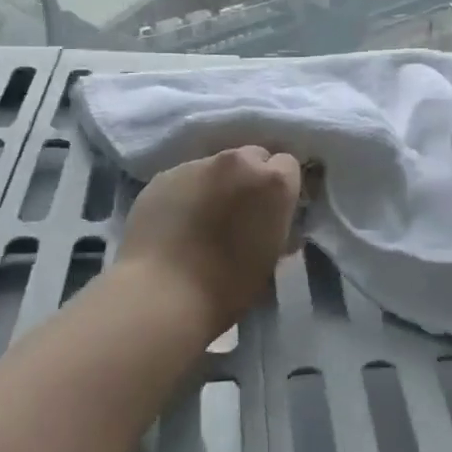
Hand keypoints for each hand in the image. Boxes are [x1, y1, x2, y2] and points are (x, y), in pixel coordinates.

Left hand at [115, 145, 301, 331]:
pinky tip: (176, 222)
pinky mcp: (163, 176)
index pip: (287, 165)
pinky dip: (186, 193)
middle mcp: (237, 162)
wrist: (163, 294)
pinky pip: (184, 178)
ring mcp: (197, 165)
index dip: (279, 188)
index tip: (270, 210)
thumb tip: (269, 218)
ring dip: (216, 184)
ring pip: (215, 167)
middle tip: (238, 211)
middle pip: (251, 157)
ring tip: (202, 218)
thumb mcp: (272, 256)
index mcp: (273, 182)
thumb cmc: (229, 284)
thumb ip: (276, 224)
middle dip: (249, 178)